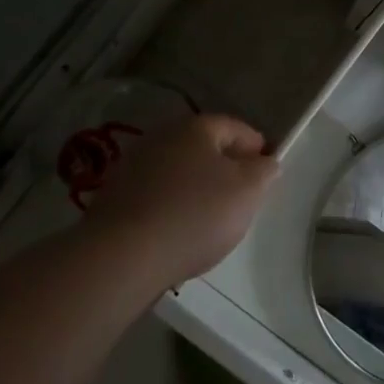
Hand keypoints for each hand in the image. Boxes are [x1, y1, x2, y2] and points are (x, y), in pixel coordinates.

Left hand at [91, 115, 280, 286]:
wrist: (123, 256)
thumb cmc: (196, 214)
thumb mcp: (248, 190)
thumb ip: (264, 171)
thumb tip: (265, 162)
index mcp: (195, 127)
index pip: (236, 128)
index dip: (257, 149)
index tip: (267, 175)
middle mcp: (161, 137)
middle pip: (205, 149)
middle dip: (226, 170)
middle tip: (242, 200)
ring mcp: (133, 166)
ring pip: (180, 173)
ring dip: (197, 190)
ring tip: (210, 223)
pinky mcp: (115, 198)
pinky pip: (157, 197)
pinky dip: (172, 209)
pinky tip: (178, 234)